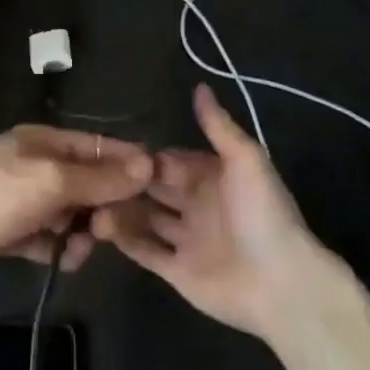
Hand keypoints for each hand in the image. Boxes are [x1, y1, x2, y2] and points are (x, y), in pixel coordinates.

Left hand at [0, 125, 153, 286]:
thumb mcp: (51, 182)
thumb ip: (100, 177)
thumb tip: (149, 163)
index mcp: (44, 141)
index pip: (99, 146)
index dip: (127, 165)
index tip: (156, 190)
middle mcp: (36, 164)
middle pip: (88, 182)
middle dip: (102, 207)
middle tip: (106, 231)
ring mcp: (23, 198)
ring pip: (71, 214)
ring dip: (80, 233)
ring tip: (76, 250)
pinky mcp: (12, 229)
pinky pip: (49, 236)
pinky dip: (57, 248)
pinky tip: (58, 261)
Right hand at [93, 84, 326, 341]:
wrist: (280, 283)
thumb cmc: (262, 214)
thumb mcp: (245, 159)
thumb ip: (218, 126)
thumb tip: (199, 86)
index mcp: (212, 177)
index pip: (169, 161)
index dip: (144, 156)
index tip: (112, 149)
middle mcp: (196, 205)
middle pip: (154, 188)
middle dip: (128, 181)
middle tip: (91, 174)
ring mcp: (185, 239)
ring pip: (145, 218)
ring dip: (122, 208)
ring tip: (89, 199)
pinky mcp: (176, 270)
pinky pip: (145, 251)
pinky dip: (124, 239)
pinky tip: (99, 226)